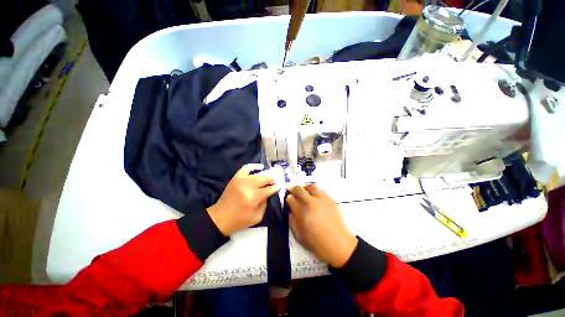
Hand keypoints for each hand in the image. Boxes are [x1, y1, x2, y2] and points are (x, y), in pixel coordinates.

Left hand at [208, 164, 278, 235]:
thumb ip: (265, 203)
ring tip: (271, 175)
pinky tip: (259, 167)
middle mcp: (248, 186)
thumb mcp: (257, 217)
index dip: (277, 186)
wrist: (220, 218)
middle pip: (265, 178)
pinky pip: (246, 168)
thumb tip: (269, 193)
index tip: (281, 184)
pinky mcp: (236, 178)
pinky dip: (253, 166)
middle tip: (278, 179)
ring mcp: (241, 180)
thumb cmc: (240, 220)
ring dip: (266, 173)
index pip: (270, 188)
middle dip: (273, 178)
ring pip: (258, 173)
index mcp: (254, 198)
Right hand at [287, 184, 357, 267]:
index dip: (288, 198)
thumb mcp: (299, 236)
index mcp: (302, 212)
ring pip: (311, 186)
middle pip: (299, 190)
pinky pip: (321, 190)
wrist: (339, 245)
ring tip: (304, 191)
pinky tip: (315, 196)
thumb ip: (292, 222)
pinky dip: (315, 191)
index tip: (289, 199)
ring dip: (305, 187)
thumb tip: (290, 211)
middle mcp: (311, 203)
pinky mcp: (330, 200)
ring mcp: (322, 200)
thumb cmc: (317, 243)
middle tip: (293, 191)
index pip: (291, 199)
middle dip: (294, 189)